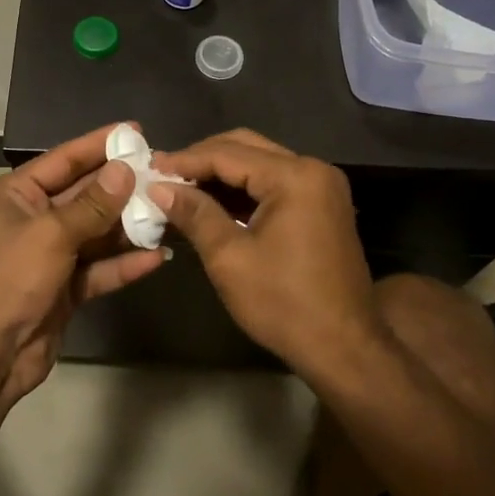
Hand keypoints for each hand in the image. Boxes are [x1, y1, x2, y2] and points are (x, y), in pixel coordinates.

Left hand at [0, 123, 167, 407]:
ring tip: (168, 211)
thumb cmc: (11, 279)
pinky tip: (156, 257)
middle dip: (120, 186)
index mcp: (14, 195)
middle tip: (162, 171)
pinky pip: (99, 267)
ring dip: (128, 225)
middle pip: (83, 195)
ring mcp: (48, 254)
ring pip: (95, 232)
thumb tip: (125, 171)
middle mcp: (31, 219)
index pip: (62, 160)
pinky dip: (123, 263)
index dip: (98, 144)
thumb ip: (93, 204)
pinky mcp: (64, 287)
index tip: (134, 131)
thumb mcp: (52, 234)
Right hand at [150, 129, 376, 372]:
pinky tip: (213, 202)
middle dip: (202, 159)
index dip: (185, 160)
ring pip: (260, 163)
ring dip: (221, 173)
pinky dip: (243, 189)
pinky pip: (275, 183)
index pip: (227, 154)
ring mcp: (322, 187)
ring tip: (181, 187)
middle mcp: (313, 170)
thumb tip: (158, 188)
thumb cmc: (283, 303)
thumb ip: (194, 214)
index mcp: (294, 177)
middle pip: (246, 147)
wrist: (344, 348)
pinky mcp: (322, 205)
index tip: (150, 168)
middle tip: (164, 174)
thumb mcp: (229, 258)